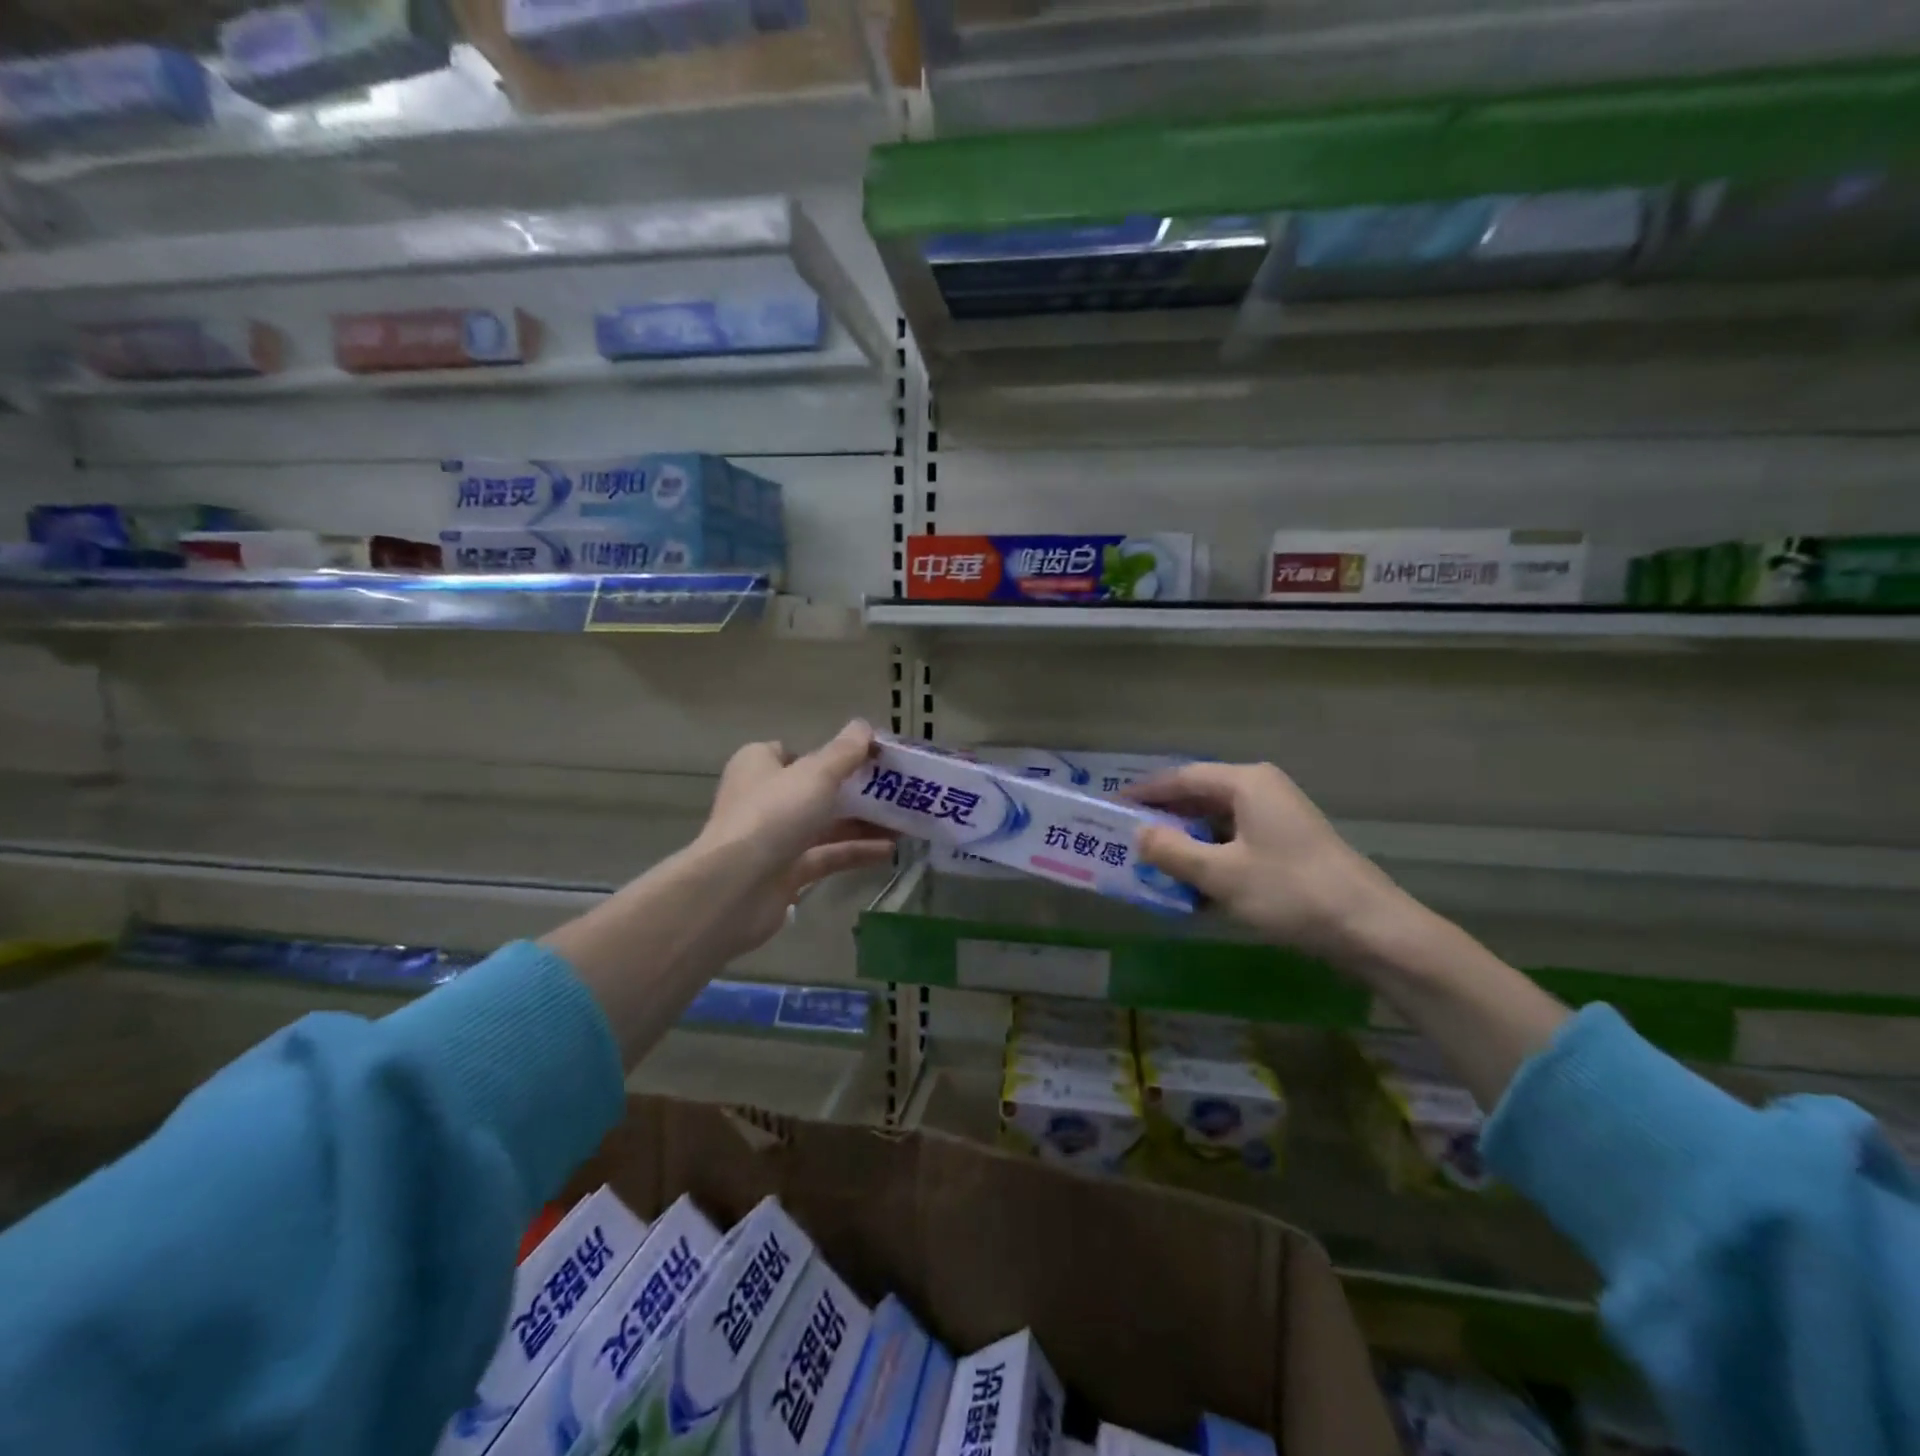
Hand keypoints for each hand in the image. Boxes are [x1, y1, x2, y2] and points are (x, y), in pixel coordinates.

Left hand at [694, 720, 896, 956]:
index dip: (830, 753)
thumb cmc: (773, 815)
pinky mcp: (785, 873)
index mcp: (759, 766)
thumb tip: (863, 726)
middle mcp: (763, 799)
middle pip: (816, 790)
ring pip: (824, 825)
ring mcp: (773, 839)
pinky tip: (889, 850)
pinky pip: (826, 856)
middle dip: (855, 791)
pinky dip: (855, 852)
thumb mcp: (816, 775)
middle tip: (896, 791)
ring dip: (861, 823)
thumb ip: (844, 752)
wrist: (735, 888)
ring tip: (904, 822)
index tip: (868, 758)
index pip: (795, 752)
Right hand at [1128, 761, 1411, 963]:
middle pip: (1199, 798)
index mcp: (1245, 783)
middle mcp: (1261, 791)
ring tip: (1151, 864)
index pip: (1182, 778)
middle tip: (1126, 837)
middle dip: (1164, 819)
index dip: (1145, 792)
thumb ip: (1172, 851)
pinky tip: (1191, 888)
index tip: (1113, 806)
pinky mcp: (1287, 846)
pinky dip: (1210, 860)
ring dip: (1185, 844)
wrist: (1369, 927)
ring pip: (1216, 824)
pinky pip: (1235, 844)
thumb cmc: (1289, 891)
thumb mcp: (1220, 874)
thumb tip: (1138, 834)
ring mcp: (1277, 819)